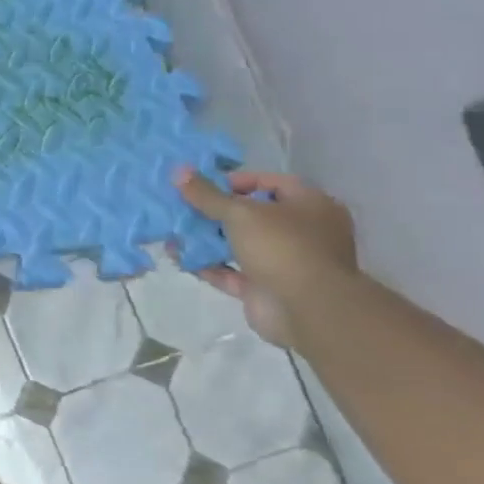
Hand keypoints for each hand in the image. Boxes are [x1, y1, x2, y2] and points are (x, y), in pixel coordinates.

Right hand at [176, 167, 357, 345]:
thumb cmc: (282, 247)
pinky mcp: (266, 288)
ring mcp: (284, 263)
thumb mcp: (240, 212)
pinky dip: (206, 264)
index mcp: (311, 207)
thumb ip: (207, 194)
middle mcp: (302, 233)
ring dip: (206, 238)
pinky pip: (230, 271)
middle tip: (183, 206)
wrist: (308, 311)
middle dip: (215, 211)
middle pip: (252, 215)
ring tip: (172, 229)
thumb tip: (179, 172)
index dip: (237, 181)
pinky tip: (177, 255)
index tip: (204, 185)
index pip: (272, 183)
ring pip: (239, 244)